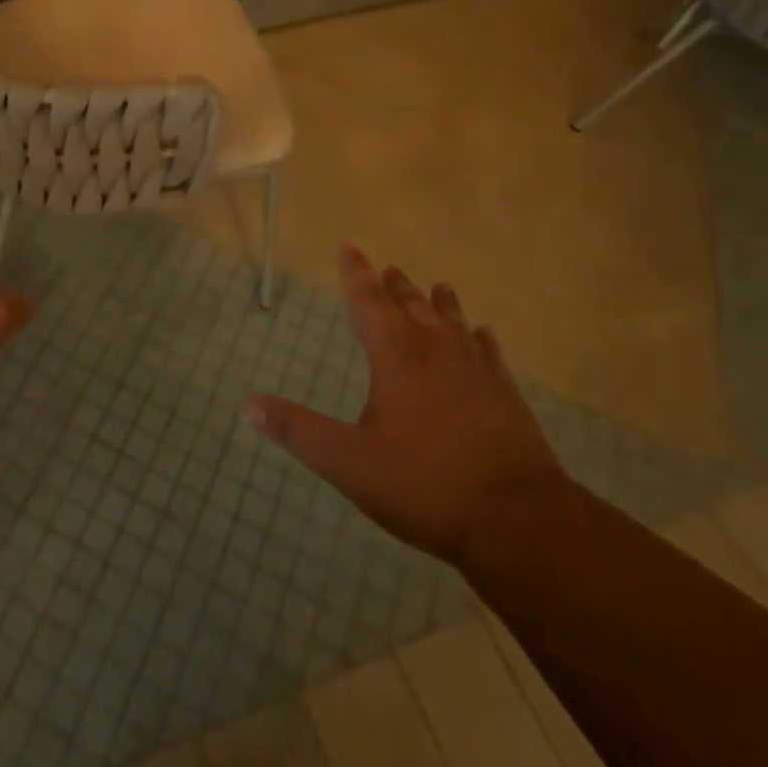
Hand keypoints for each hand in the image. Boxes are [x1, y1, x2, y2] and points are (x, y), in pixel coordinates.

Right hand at [247, 244, 568, 568]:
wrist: (519, 521)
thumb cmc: (424, 484)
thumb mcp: (348, 462)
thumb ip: (298, 431)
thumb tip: (248, 406)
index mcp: (396, 355)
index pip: (367, 300)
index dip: (355, 272)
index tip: (348, 245)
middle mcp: (436, 349)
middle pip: (411, 305)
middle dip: (395, 286)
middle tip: (389, 268)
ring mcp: (476, 370)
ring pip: (452, 322)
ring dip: (438, 303)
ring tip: (435, 285)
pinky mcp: (506, 395)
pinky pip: (489, 353)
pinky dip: (480, 338)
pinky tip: (483, 335)